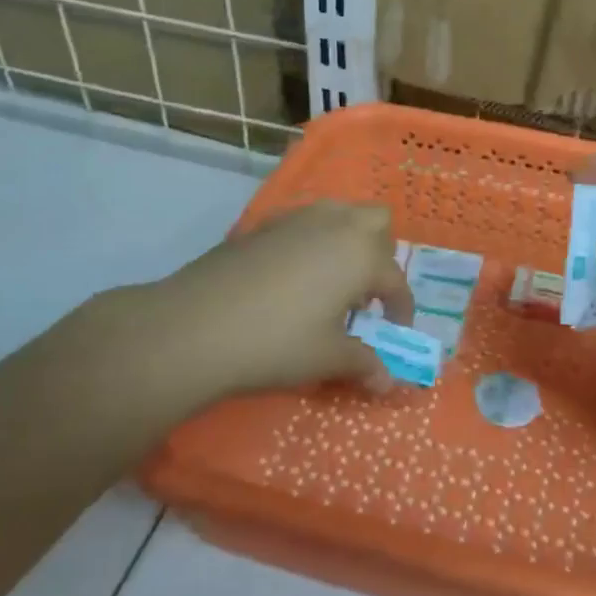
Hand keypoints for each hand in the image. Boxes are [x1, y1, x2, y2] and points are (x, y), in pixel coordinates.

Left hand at [144, 201, 414, 400]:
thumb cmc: (276, 342)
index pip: (395, 280)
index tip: (394, 330)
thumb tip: (388, 382)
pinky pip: (304, 221)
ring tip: (332, 280)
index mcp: (361, 255)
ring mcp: (296, 219)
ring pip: (340, 212)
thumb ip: (364, 364)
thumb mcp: (327, 358)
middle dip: (380, 253)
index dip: (401, 308)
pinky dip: (313, 240)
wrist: (195, 327)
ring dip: (348, 239)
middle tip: (365, 293)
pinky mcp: (262, 225)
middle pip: (377, 221)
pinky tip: (293, 277)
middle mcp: (336, 226)